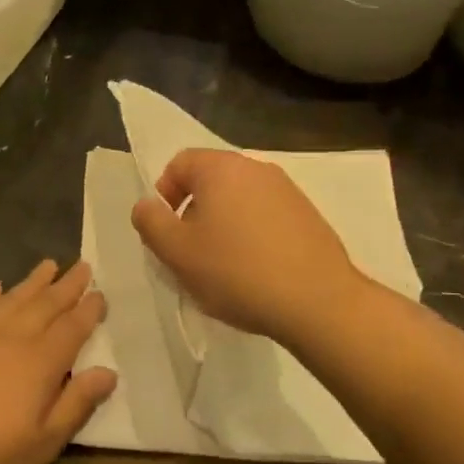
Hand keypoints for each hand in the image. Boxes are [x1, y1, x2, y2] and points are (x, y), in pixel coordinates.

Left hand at [0, 260, 116, 463]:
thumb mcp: (42, 444)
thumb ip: (76, 404)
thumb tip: (108, 372)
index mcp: (41, 362)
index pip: (73, 327)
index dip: (89, 310)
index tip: (100, 293)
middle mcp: (12, 338)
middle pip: (46, 304)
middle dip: (67, 285)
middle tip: (83, 266)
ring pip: (13, 299)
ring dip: (33, 281)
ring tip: (49, 264)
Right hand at [130, 149, 360, 344]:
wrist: (317, 301)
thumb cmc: (236, 272)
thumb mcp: (177, 252)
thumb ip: (151, 222)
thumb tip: (146, 204)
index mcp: (221, 168)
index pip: (180, 162)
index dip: (164, 193)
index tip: (165, 229)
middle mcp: (256, 168)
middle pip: (211, 180)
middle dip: (194, 211)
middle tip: (190, 251)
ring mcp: (288, 190)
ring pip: (240, 199)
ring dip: (224, 224)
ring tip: (223, 265)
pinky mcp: (308, 215)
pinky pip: (266, 216)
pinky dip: (252, 234)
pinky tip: (255, 270)